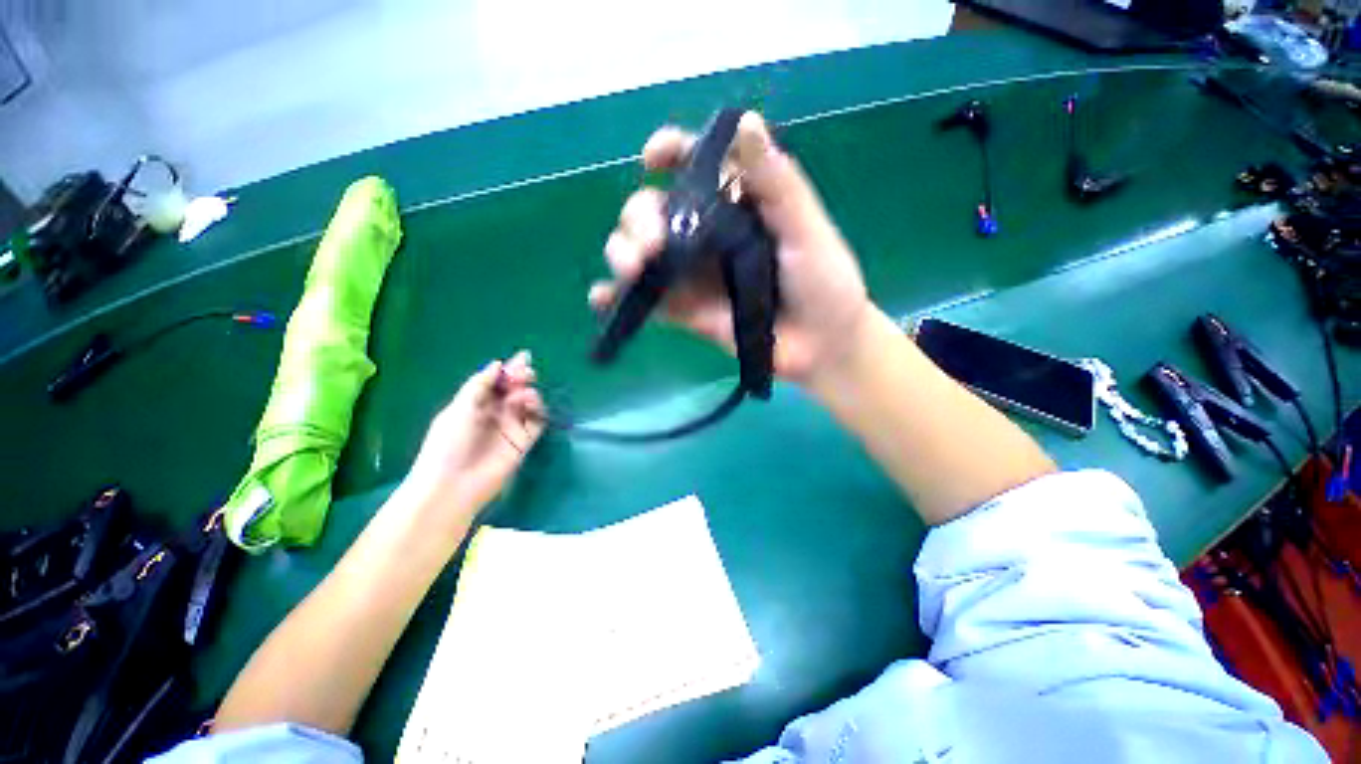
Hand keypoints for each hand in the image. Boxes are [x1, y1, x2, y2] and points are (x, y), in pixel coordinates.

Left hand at [402, 351, 544, 522]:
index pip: (495, 383)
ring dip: (528, 393)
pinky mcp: (523, 442)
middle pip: (513, 391)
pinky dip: (537, 410)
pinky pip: (536, 421)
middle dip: (521, 379)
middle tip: (527, 373)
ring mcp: (510, 428)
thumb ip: (480, 384)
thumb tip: (497, 364)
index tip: (522, 358)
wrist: (454, 484)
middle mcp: (494, 414)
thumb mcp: (459, 408)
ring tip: (525, 393)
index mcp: (474, 405)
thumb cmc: (449, 443)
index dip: (508, 370)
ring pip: (526, 404)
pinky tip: (532, 404)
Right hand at [589, 112, 873, 387]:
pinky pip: (646, 302)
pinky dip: (617, 299)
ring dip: (622, 253)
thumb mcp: (806, 230)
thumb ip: (777, 184)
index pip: (694, 168)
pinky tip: (602, 298)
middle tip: (653, 244)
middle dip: (639, 219)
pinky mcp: (685, 312)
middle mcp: (706, 236)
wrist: (821, 347)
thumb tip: (745, 121)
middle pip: (653, 212)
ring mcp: (692, 276)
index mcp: (734, 205)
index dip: (670, 153)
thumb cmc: (824, 284)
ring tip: (633, 269)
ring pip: (641, 254)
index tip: (654, 156)